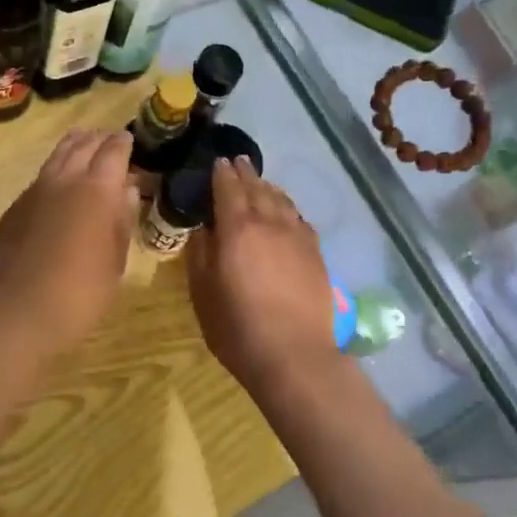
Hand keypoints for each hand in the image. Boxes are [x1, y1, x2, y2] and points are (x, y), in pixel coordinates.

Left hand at [0, 129, 137, 351]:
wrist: (18, 309)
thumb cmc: (80, 291)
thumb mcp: (115, 261)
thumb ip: (121, 221)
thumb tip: (126, 191)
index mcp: (97, 189)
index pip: (113, 152)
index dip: (123, 143)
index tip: (130, 139)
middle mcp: (65, 179)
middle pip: (83, 146)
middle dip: (99, 139)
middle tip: (109, 139)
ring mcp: (35, 190)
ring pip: (57, 156)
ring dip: (73, 146)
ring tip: (83, 142)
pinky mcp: (15, 207)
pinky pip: (40, 177)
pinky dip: (54, 169)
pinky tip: (57, 181)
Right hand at [187, 158, 338, 391]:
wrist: (293, 354)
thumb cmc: (237, 327)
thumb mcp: (203, 292)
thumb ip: (201, 254)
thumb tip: (203, 228)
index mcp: (237, 228)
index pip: (228, 188)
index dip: (221, 173)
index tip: (217, 161)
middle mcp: (269, 223)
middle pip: (257, 188)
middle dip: (245, 173)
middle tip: (237, 162)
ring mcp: (297, 236)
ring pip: (282, 200)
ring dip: (268, 187)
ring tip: (260, 182)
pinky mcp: (316, 253)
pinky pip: (300, 219)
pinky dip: (288, 208)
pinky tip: (286, 213)